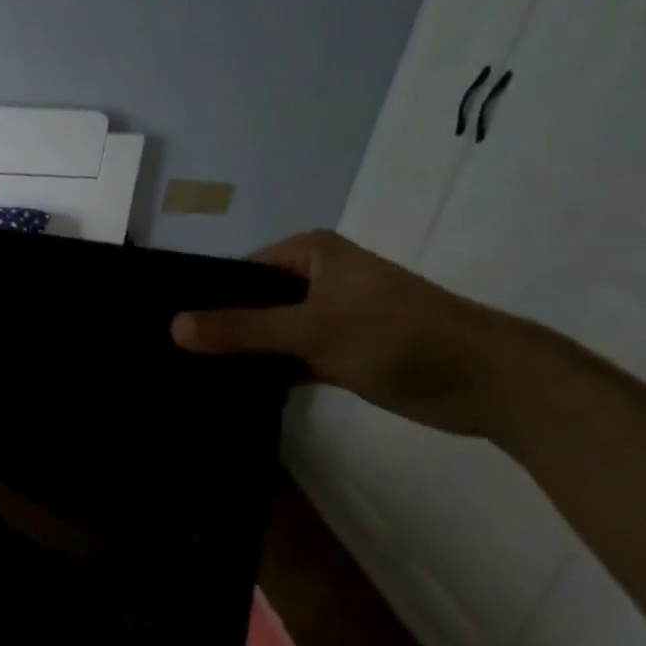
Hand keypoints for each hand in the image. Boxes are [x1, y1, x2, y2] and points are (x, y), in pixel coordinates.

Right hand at [170, 230, 517, 436]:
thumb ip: (241, 329)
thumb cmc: (400, 337)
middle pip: (247, 303)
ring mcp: (325, 318)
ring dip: (235, 354)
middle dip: (213, 329)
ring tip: (181, 375)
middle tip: (163, 357)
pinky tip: (222, 390)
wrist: (487, 382)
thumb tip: (172, 327)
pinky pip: (282, 358)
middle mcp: (314, 279)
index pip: (235, 272)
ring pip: (264, 333)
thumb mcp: (312, 330)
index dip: (200, 299)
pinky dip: (261, 372)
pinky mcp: (335, 352)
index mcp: (309, 255)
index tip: (158, 329)